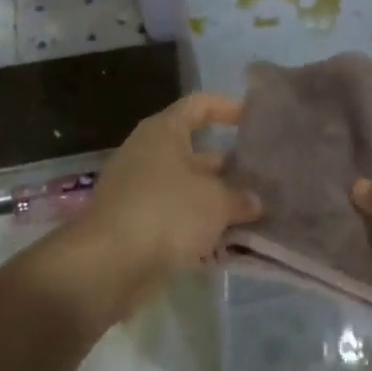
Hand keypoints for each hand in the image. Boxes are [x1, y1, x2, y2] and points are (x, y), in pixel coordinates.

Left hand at [84, 92, 261, 280]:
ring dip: (216, 201)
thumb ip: (240, 197)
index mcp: (164, 132)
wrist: (108, 265)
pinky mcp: (135, 225)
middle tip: (263, 178)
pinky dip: (198, 227)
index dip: (227, 108)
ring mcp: (138, 191)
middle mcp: (148, 154)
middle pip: (195, 151)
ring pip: (187, 188)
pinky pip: (175, 217)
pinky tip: (227, 243)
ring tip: (254, 214)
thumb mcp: (216, 202)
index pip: (199, 105)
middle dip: (229, 166)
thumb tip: (254, 201)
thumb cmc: (166, 212)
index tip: (253, 120)